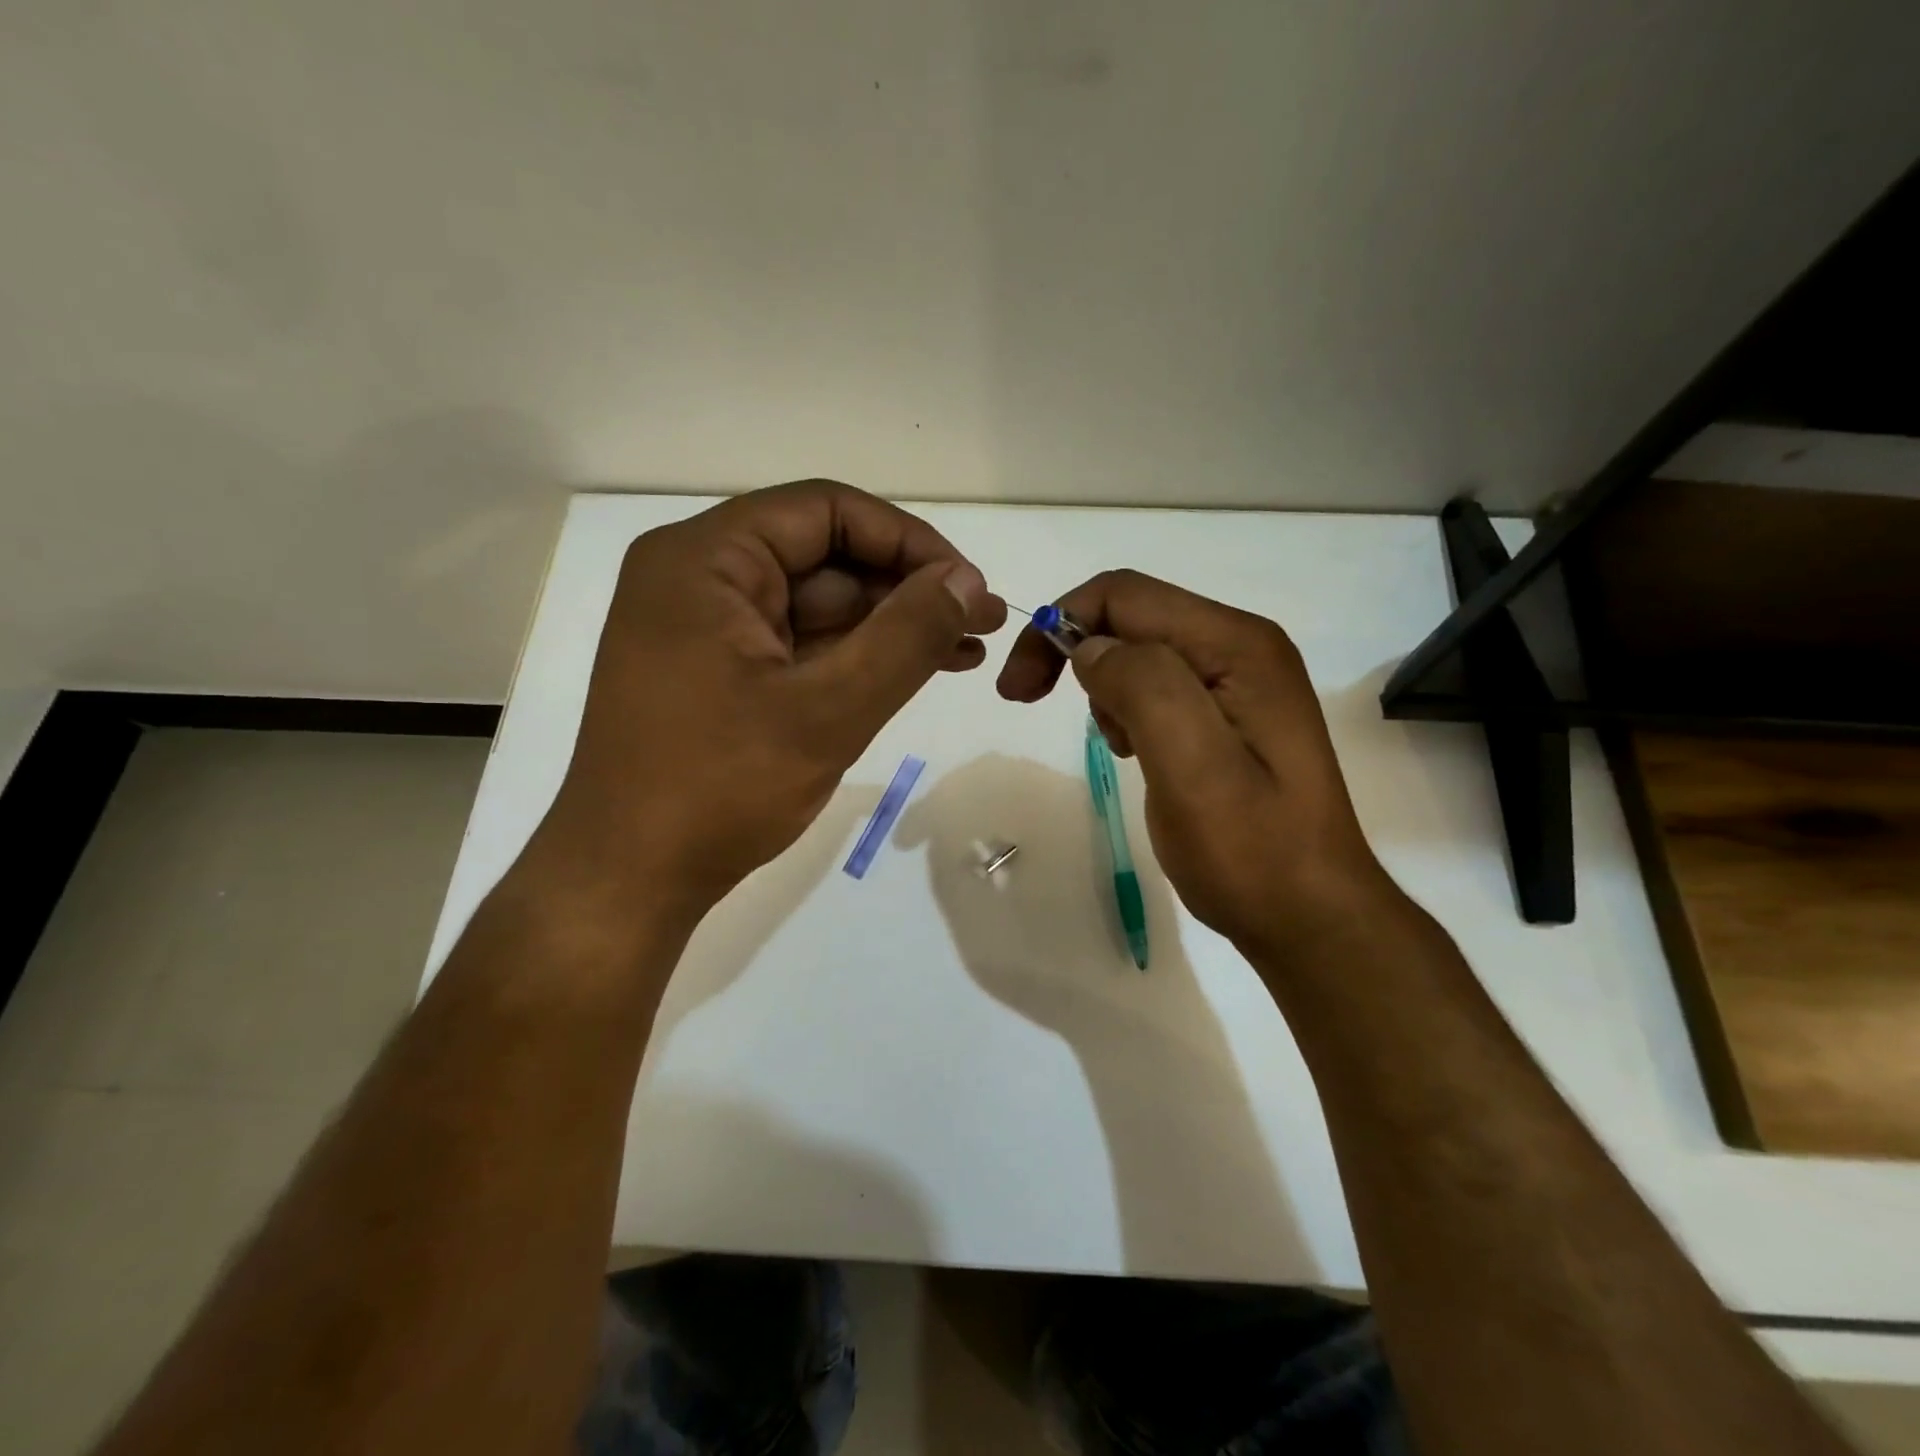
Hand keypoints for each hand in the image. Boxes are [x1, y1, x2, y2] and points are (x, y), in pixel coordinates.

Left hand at [530, 481, 1004, 923]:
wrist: (631, 880)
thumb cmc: (720, 788)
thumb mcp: (829, 709)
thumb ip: (907, 636)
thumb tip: (967, 580)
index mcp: (705, 559)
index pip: (826, 512)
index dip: (908, 542)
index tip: (967, 586)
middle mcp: (698, 578)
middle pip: (823, 557)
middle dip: (907, 589)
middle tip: (981, 622)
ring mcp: (705, 628)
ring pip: (816, 606)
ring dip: (889, 626)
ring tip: (966, 651)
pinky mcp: (717, 673)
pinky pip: (798, 645)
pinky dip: (854, 657)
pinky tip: (913, 672)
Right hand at [996, 570, 1397, 963]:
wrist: (1308, 916)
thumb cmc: (1251, 851)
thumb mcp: (1193, 768)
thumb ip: (1143, 688)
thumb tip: (1090, 649)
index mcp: (1236, 645)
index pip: (1124, 596)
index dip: (1059, 626)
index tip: (1020, 689)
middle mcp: (1241, 646)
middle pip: (1130, 616)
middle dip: (1074, 654)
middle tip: (1032, 704)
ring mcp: (1239, 679)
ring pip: (1138, 651)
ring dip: (1104, 687)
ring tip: (1119, 747)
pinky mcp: (1229, 713)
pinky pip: (1157, 685)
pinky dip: (1126, 709)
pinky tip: (1136, 751)